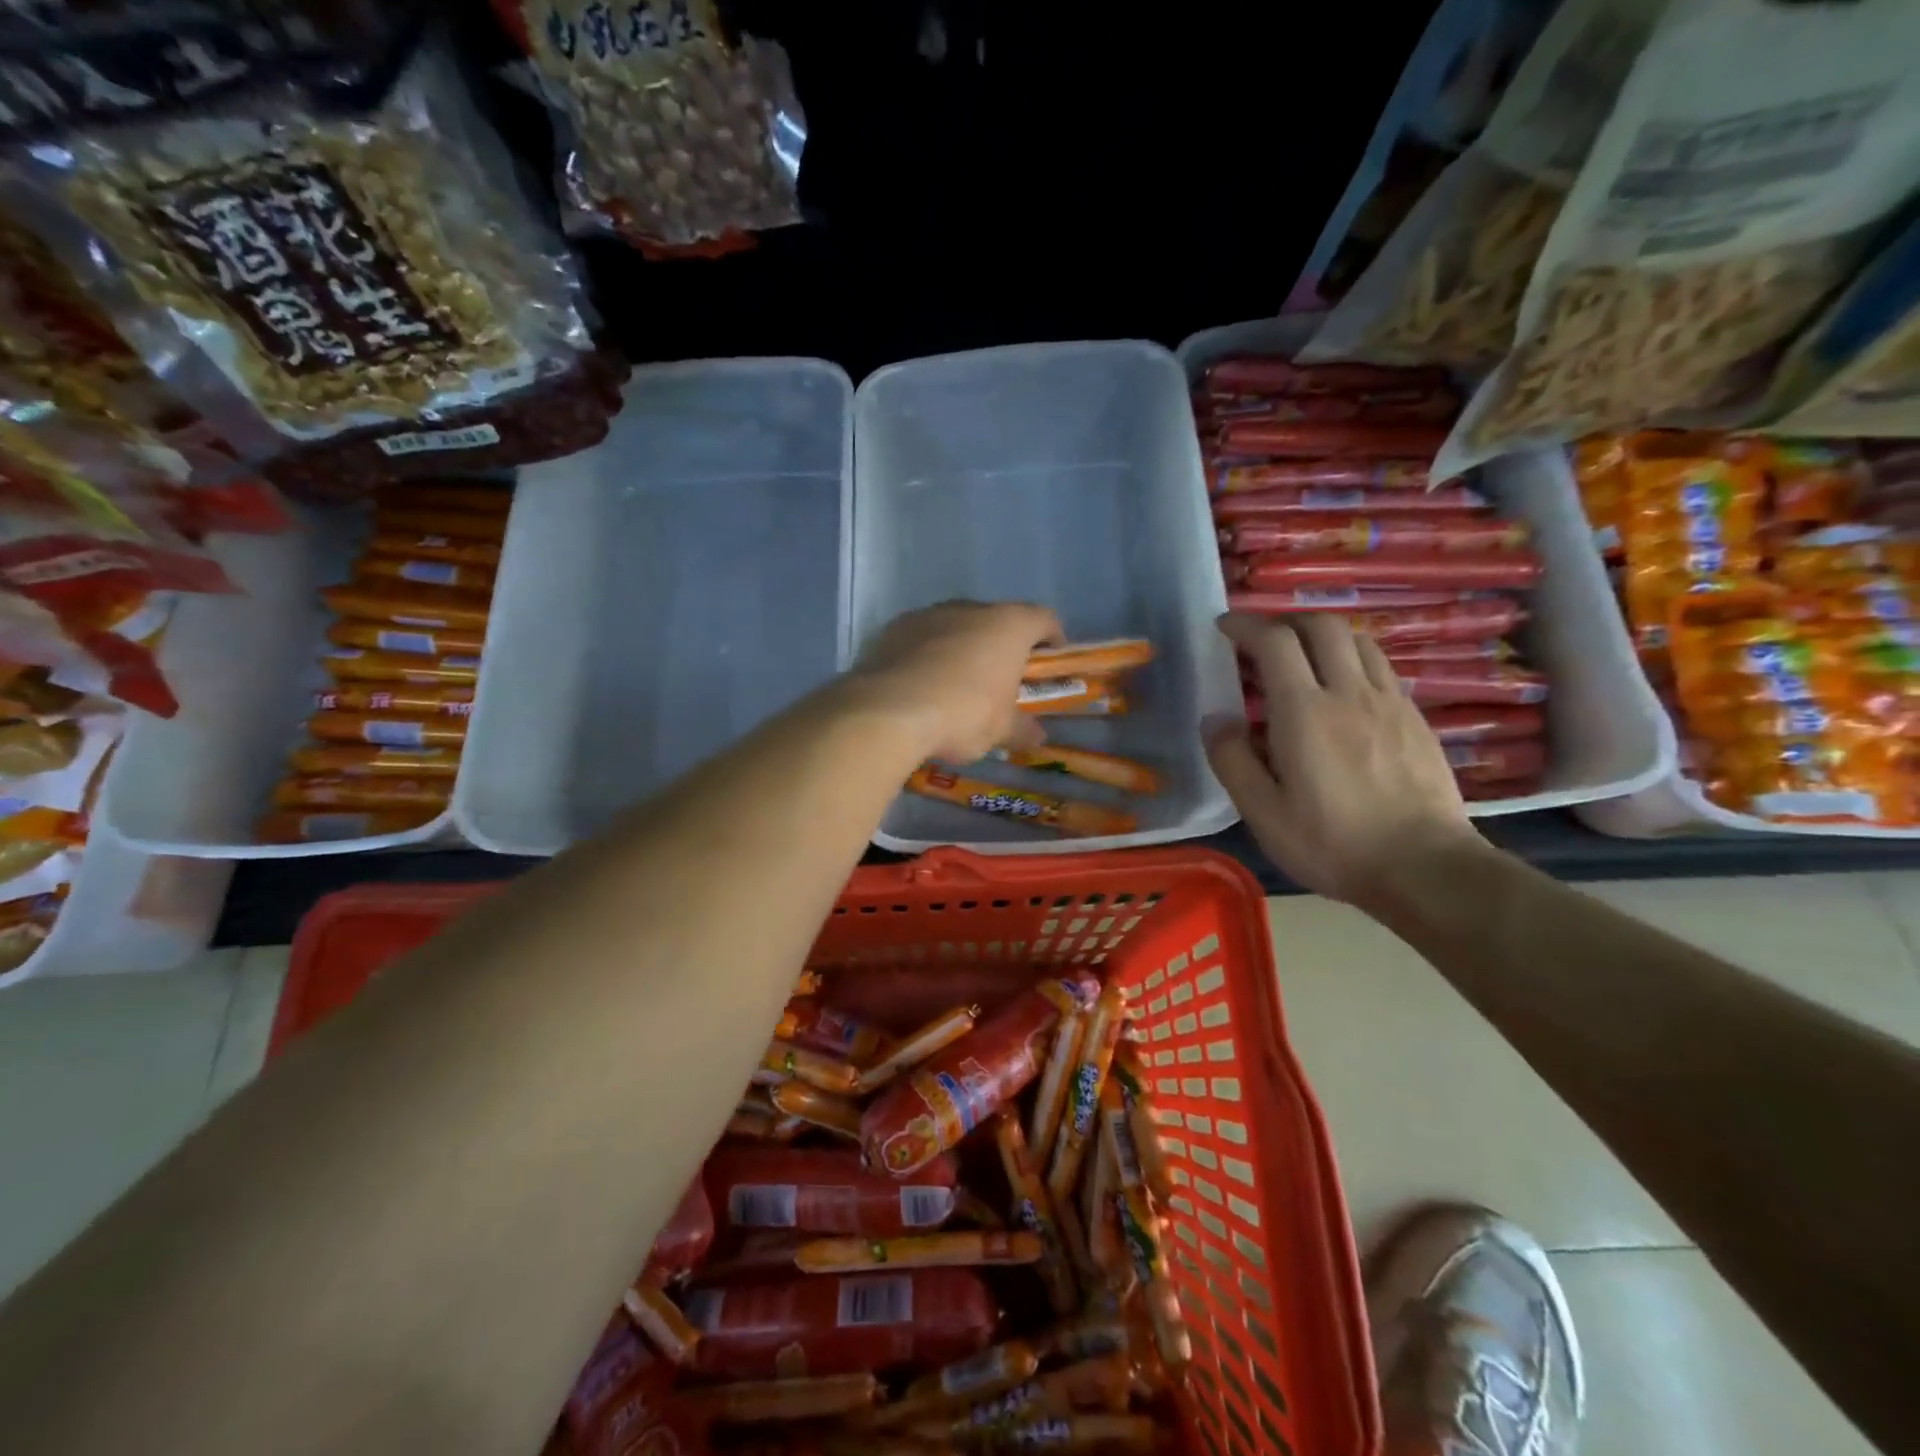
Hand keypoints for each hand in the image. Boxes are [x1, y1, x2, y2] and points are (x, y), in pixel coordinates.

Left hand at [851, 601, 1063, 762]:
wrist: (888, 711)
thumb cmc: (963, 714)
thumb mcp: (1001, 731)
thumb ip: (1023, 728)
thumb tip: (1036, 735)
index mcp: (1009, 625)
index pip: (1044, 619)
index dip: (1052, 641)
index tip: (1049, 665)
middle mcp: (970, 608)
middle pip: (997, 620)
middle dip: (1002, 647)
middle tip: (1001, 680)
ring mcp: (928, 614)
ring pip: (956, 626)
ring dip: (962, 649)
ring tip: (957, 685)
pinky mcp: (893, 629)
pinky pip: (921, 639)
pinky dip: (928, 655)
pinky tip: (922, 686)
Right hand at [1206, 612, 1481, 908]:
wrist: (1425, 868)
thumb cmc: (1332, 843)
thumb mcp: (1263, 813)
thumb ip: (1232, 760)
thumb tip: (1214, 720)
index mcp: (1304, 712)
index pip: (1274, 641)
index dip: (1246, 625)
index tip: (1225, 627)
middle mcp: (1349, 692)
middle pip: (1321, 626)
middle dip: (1286, 622)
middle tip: (1263, 642)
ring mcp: (1389, 701)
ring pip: (1358, 640)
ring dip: (1323, 637)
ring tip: (1302, 661)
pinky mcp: (1415, 718)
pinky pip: (1381, 667)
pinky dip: (1353, 660)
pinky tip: (1342, 693)